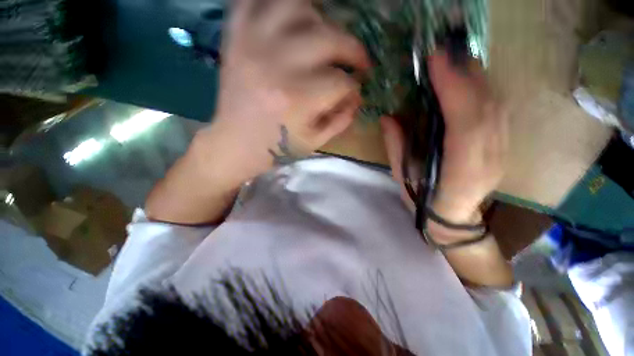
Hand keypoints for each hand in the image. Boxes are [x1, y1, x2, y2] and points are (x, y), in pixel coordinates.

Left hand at [200, 0, 369, 183]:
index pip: (341, 82)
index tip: (353, 93)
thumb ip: (340, 120)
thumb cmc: (277, 147)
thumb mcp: (314, 141)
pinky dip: (276, 4)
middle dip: (353, 50)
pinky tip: (290, 22)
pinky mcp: (235, 38)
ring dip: (319, 19)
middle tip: (357, 60)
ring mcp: (253, 44)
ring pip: (296, 5)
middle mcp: (277, 64)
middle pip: (329, 38)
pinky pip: (254, 0)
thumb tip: (356, 99)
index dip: (353, 88)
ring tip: (324, 36)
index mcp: (298, 99)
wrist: (237, 143)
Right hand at [381, 51, 507, 225]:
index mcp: (459, 170)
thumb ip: (397, 146)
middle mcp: (488, 158)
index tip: (436, 61)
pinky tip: (469, 78)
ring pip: (495, 105)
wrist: (454, 218)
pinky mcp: (503, 145)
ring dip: (476, 77)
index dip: (453, 87)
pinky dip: (483, 89)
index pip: (464, 122)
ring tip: (454, 59)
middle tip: (443, 53)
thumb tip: (389, 116)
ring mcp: (501, 150)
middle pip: (485, 106)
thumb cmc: (423, 200)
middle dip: (466, 73)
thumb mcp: (402, 176)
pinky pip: (497, 110)